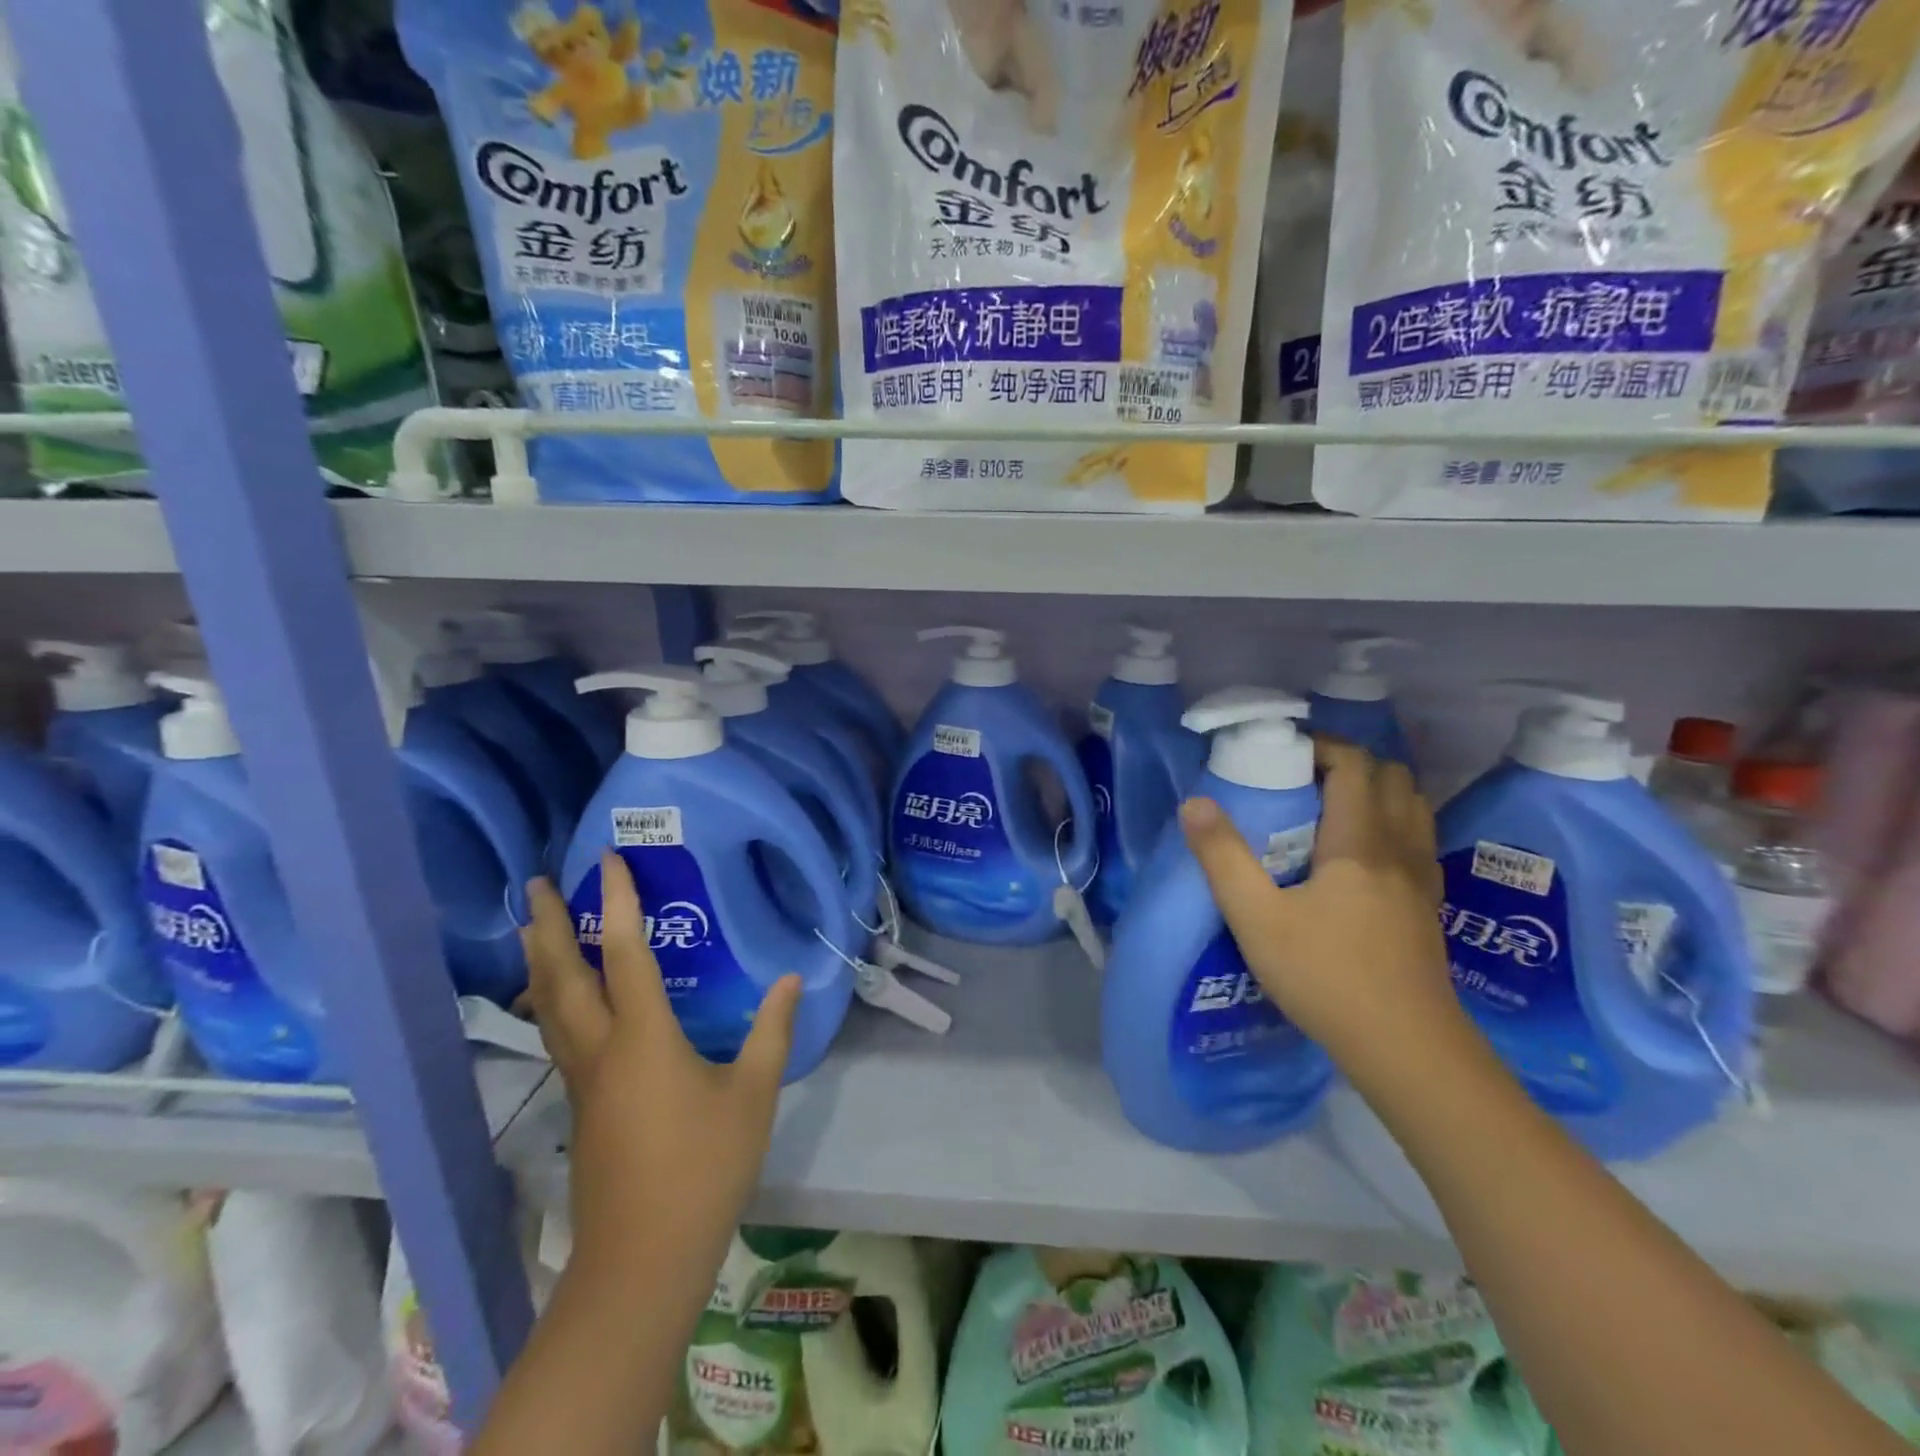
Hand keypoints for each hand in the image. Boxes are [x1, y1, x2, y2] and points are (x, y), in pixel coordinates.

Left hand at [521, 854, 800, 1279]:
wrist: (643, 1258)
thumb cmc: (703, 1166)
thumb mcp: (753, 1094)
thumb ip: (772, 1031)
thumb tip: (791, 978)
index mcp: (643, 1036)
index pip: (625, 952)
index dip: (616, 902)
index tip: (611, 861)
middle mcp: (601, 1048)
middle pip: (561, 976)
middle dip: (547, 925)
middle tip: (535, 884)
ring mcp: (582, 1079)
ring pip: (548, 1007)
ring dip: (538, 960)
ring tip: (531, 927)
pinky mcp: (580, 1104)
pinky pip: (556, 1033)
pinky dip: (550, 999)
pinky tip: (558, 1001)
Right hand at [1179, 739, 1461, 1074]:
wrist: (1407, 1050)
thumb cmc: (1326, 977)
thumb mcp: (1256, 919)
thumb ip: (1223, 857)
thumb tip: (1195, 802)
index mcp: (1361, 842)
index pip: (1355, 766)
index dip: (1321, 747)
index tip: (1282, 754)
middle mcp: (1400, 849)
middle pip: (1393, 778)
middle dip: (1349, 765)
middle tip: (1302, 780)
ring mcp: (1422, 879)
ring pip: (1412, 808)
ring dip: (1375, 793)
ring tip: (1328, 811)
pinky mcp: (1429, 907)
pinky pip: (1415, 841)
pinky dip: (1390, 826)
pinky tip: (1358, 857)